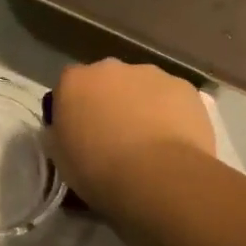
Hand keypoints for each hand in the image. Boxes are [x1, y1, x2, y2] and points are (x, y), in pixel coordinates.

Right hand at [49, 59, 215, 210]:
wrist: (159, 178)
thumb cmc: (100, 172)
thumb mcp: (63, 160)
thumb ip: (63, 134)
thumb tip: (72, 131)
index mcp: (74, 81)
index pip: (68, 88)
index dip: (75, 111)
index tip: (81, 136)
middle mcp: (109, 67)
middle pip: (106, 82)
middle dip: (110, 103)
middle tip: (116, 140)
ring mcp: (149, 73)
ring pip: (141, 87)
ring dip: (141, 106)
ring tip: (150, 146)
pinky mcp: (183, 86)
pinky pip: (172, 98)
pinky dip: (171, 114)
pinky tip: (175, 143)